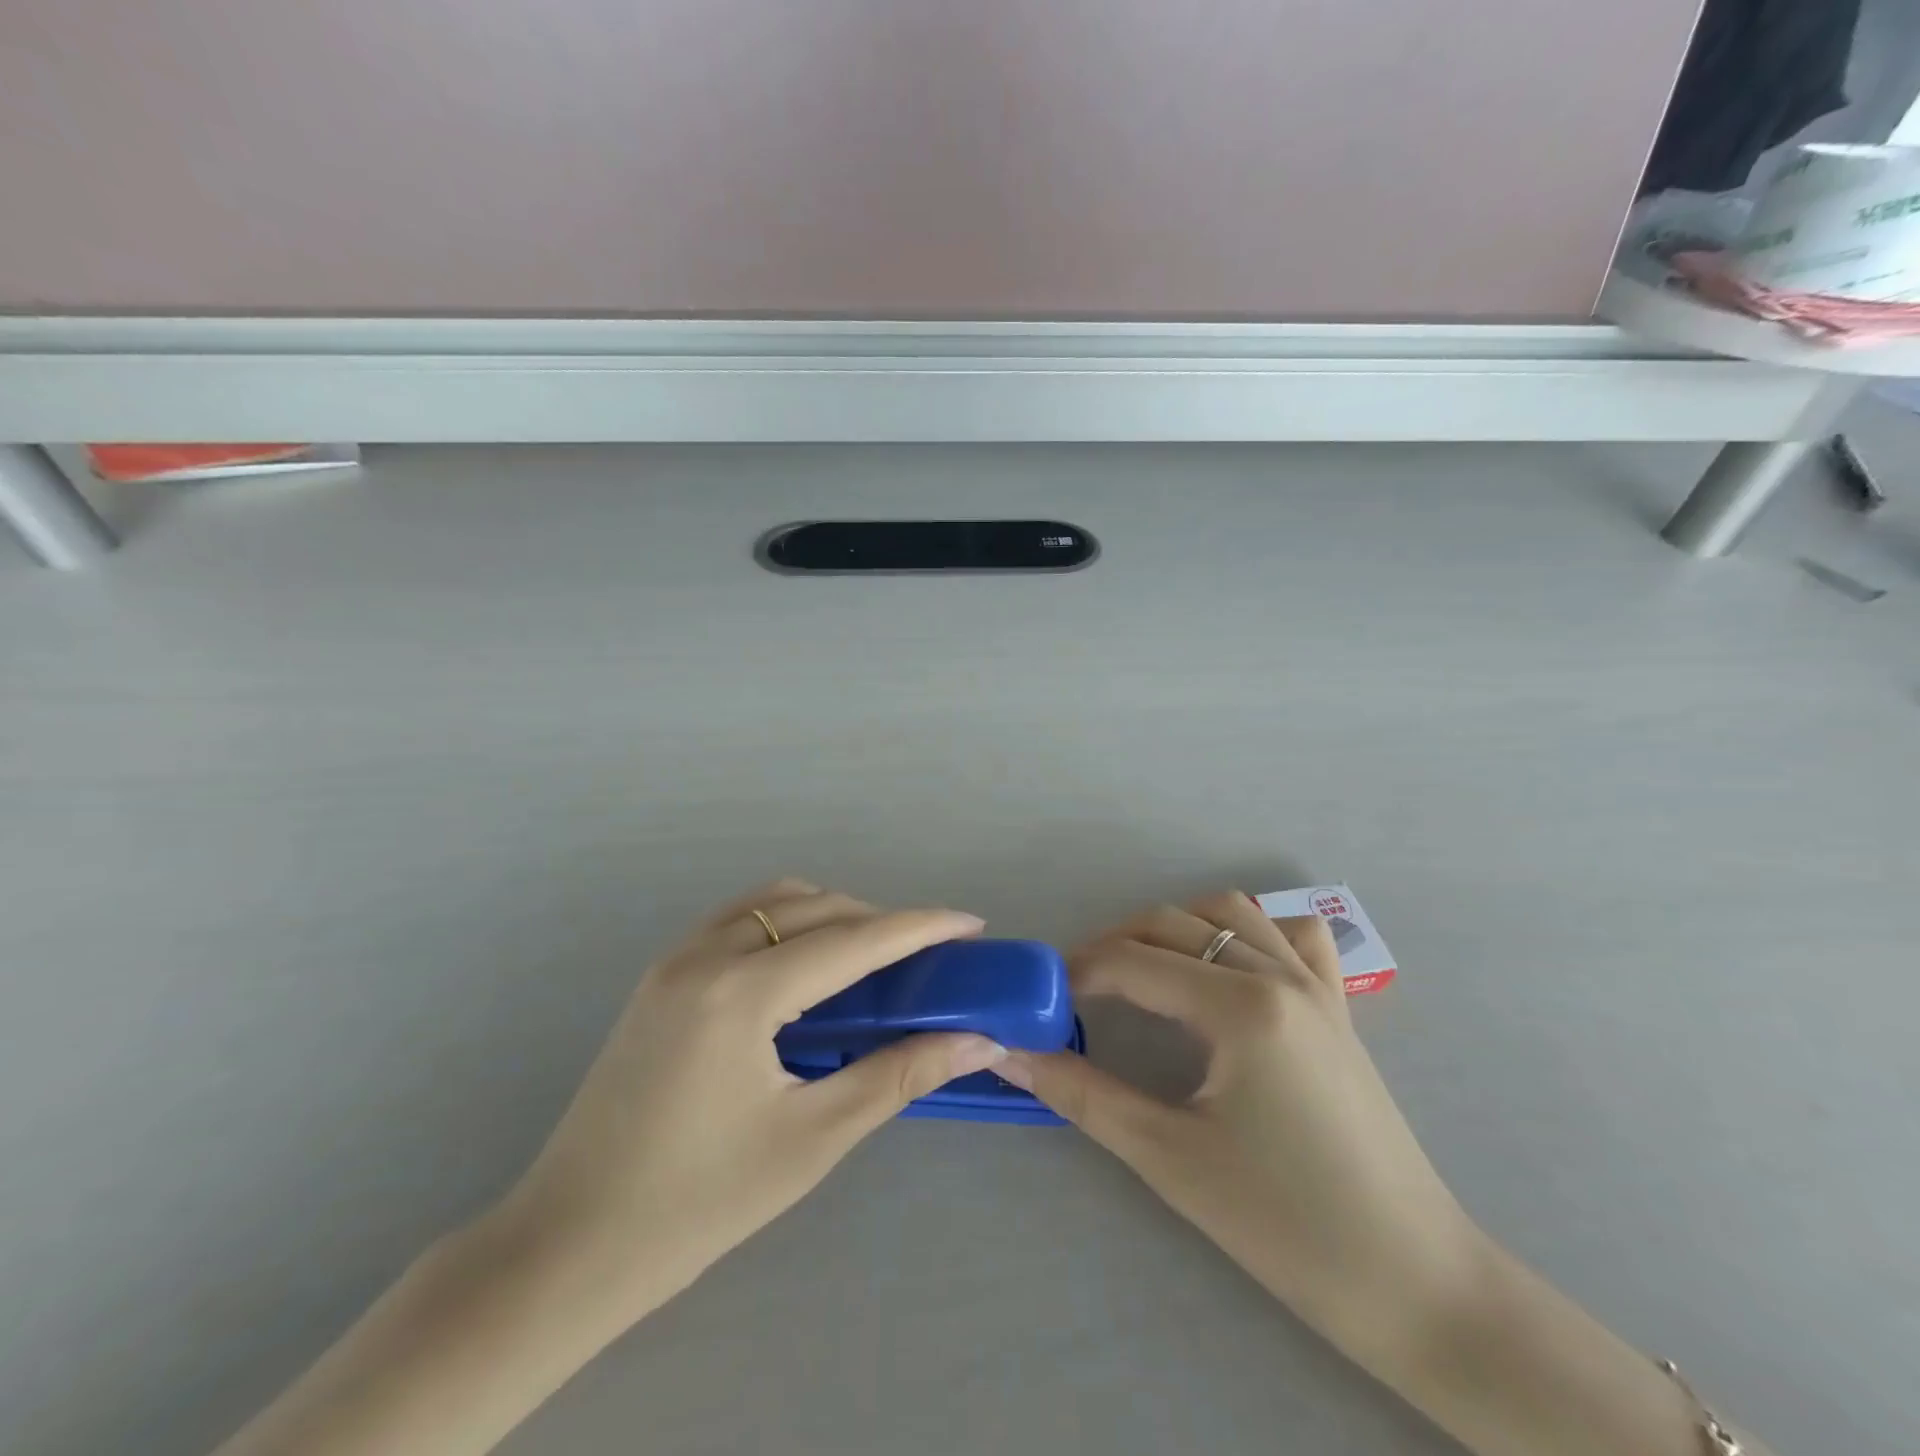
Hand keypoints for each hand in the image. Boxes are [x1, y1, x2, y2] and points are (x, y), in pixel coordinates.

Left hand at [493, 879, 1006, 1317]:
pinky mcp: (660, 975)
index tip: (970, 923)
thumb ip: (898, 1075)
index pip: (853, 940)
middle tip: (927, 957)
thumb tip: (976, 1042)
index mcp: (742, 991)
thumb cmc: (698, 1202)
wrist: (569, 1245)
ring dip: (832, 914)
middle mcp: (706, 953)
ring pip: (774, 901)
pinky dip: (787, 924)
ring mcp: (675, 958)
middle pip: (816, 907)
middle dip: (879, 921)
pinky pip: (740, 919)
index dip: (920, 926)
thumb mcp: (812, 1139)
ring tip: (871, 960)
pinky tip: (805, 971)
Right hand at [1001, 891, 1484, 1365]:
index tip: (1040, 998)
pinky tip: (1228, 966)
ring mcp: (1315, 984)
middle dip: (1113, 946)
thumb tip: (1008, 1053)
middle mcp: (1277, 974)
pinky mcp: (1337, 1006)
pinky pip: (1292, 934)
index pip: (1131, 962)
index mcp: (1239, 1006)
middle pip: (1170, 923)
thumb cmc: (1285, 1225)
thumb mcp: (1167, 1157)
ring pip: (1228, 912)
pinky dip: (1250, 931)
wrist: (1413, 1282)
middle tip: (1077, 993)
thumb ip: (1081, 1093)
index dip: (1075, 973)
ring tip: (1141, 974)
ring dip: (1173, 927)